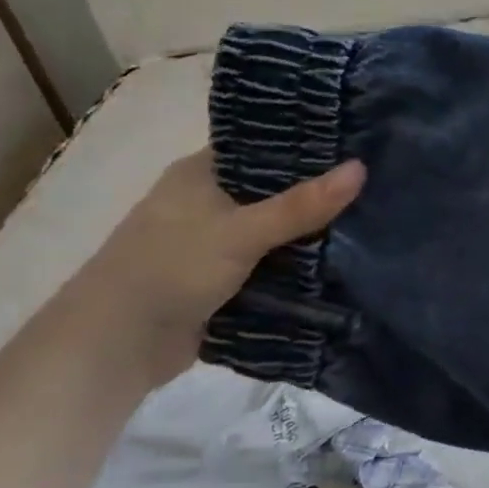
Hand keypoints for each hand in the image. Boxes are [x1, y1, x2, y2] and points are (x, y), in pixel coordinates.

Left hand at [58, 150, 365, 389]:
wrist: (113, 348)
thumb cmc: (169, 269)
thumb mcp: (241, 231)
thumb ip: (302, 205)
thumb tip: (362, 168)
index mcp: (201, 173)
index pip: (263, 143)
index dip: (306, 141)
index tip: (356, 139)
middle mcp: (207, 201)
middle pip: (275, 187)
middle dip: (318, 189)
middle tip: (375, 178)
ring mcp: (213, 241)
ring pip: (275, 227)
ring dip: (310, 229)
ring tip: (371, 213)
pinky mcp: (222, 278)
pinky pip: (271, 261)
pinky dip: (297, 262)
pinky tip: (342, 257)